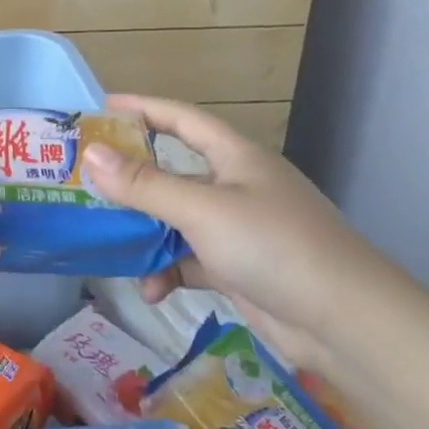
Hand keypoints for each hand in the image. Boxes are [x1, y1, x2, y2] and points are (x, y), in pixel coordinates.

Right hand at [80, 94, 399, 373]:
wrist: (342, 321)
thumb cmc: (273, 245)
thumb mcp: (202, 210)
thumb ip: (145, 184)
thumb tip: (91, 155)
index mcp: (236, 157)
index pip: (183, 119)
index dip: (144, 109)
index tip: (101, 108)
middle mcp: (236, 187)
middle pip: (173, 173)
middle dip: (132, 180)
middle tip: (86, 184)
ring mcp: (237, 229)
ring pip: (175, 221)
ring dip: (145, 236)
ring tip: (111, 247)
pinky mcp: (237, 268)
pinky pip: (188, 261)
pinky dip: (167, 273)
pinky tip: (152, 291)